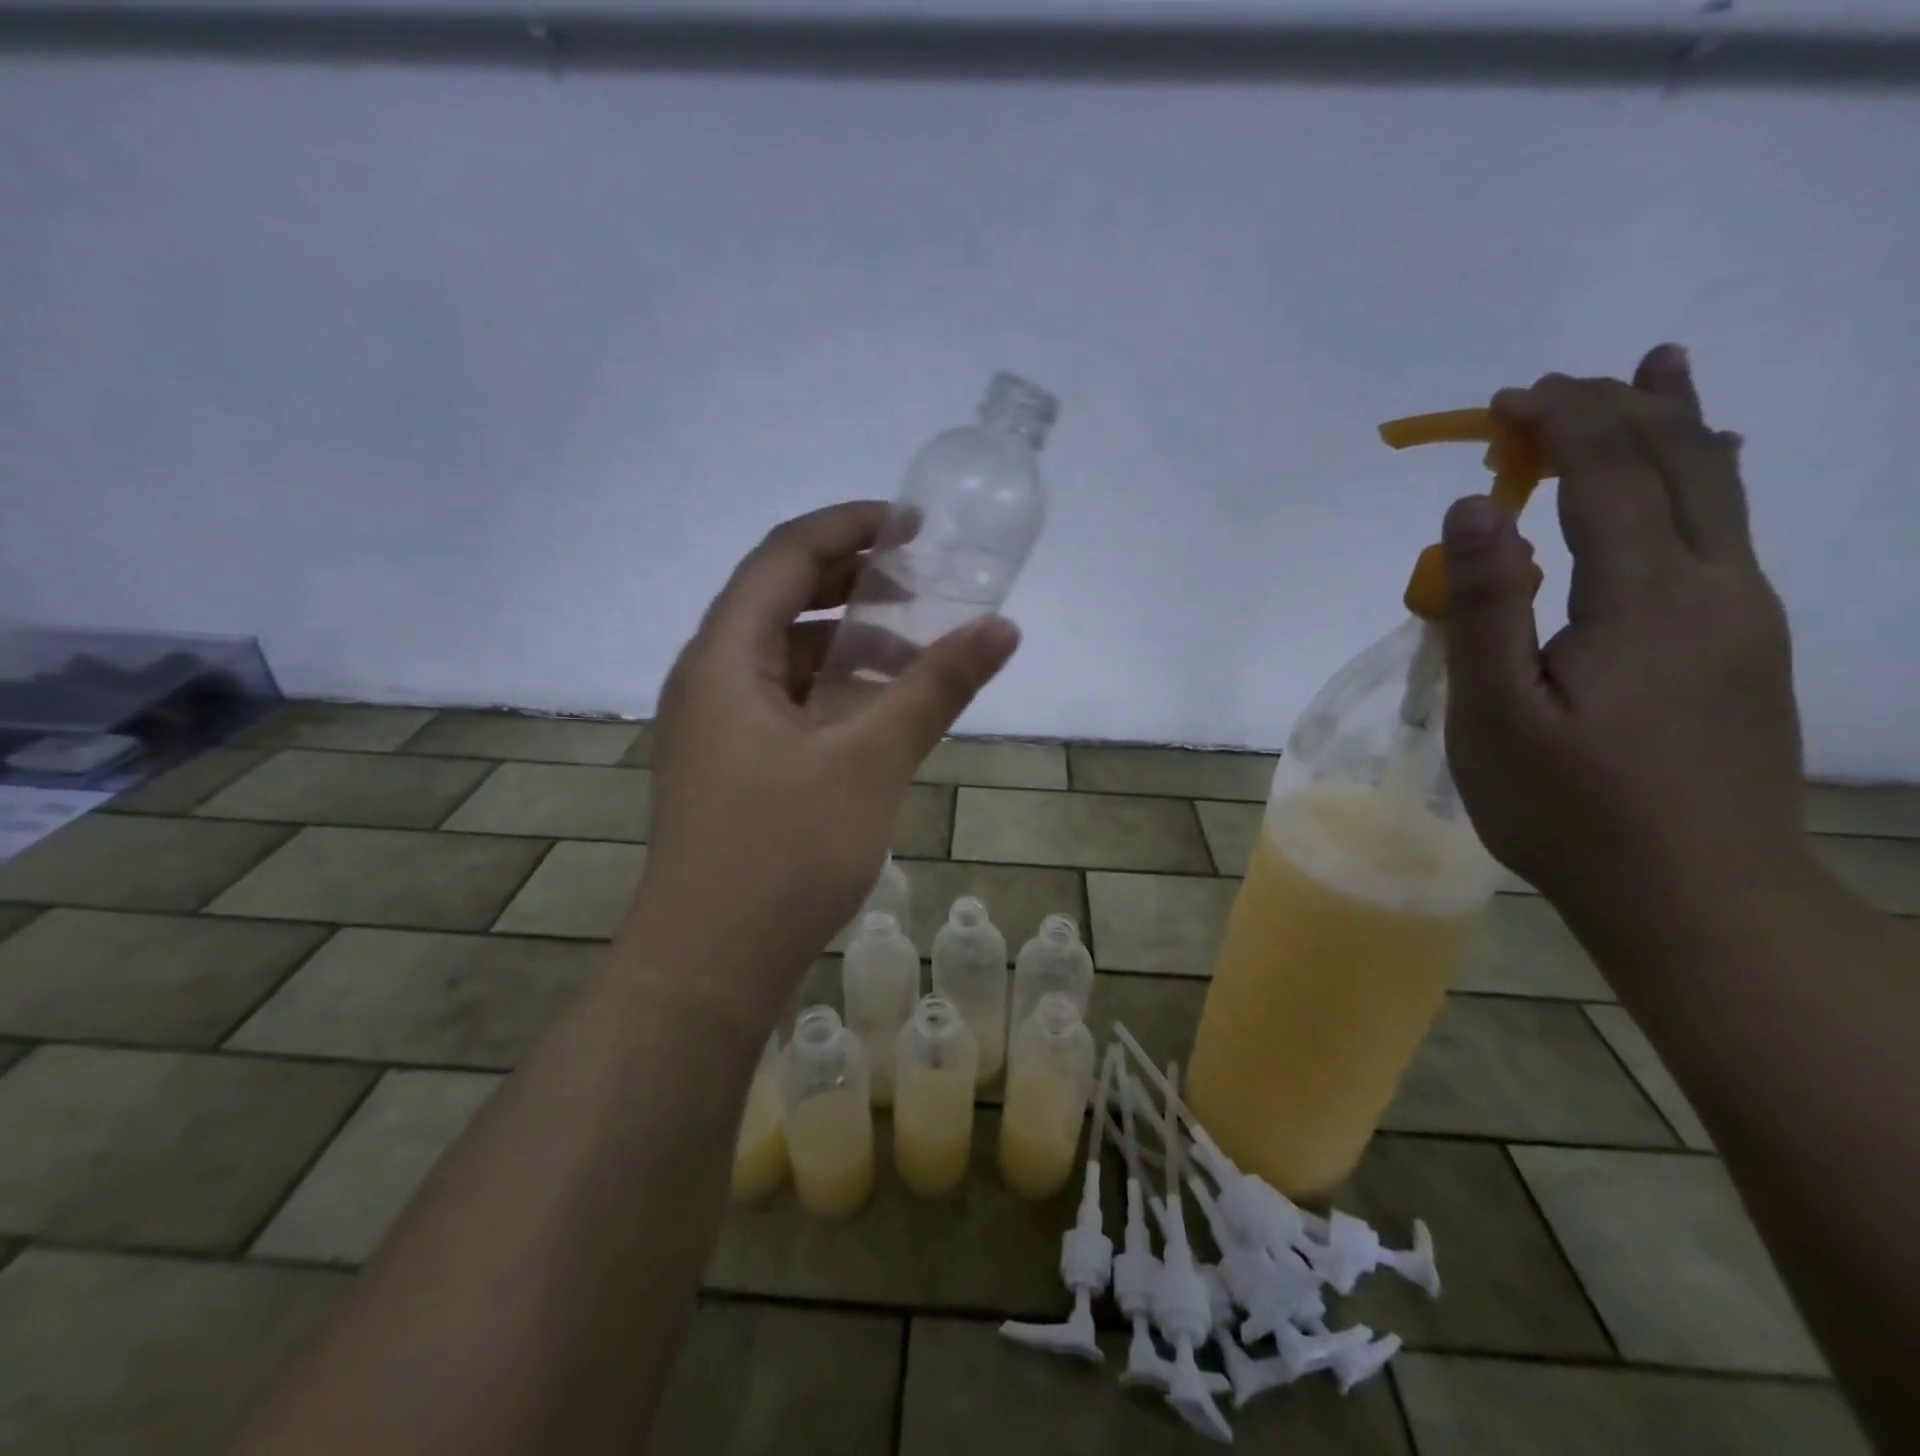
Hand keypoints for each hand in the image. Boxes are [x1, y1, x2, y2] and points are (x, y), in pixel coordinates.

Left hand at [624, 501, 1019, 1010]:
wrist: (708, 966)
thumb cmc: (782, 854)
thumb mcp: (870, 761)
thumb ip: (935, 687)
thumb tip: (1001, 627)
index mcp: (724, 656)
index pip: (784, 555)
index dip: (849, 526)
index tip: (915, 526)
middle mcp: (710, 678)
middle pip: (780, 598)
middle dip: (852, 579)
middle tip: (922, 579)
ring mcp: (718, 726)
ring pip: (785, 655)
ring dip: (846, 639)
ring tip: (915, 645)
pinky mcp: (734, 766)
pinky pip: (786, 701)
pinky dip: (834, 689)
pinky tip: (880, 709)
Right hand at [1439, 346, 1807, 930]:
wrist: (1697, 895)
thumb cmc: (1569, 809)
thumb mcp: (1496, 714)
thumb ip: (1486, 606)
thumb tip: (1469, 507)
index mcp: (1648, 598)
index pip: (1608, 474)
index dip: (1561, 423)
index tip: (1507, 398)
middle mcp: (1716, 586)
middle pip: (1679, 463)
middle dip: (1616, 409)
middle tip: (1555, 384)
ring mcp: (1744, 616)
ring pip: (1721, 490)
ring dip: (1678, 424)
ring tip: (1660, 369)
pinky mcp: (1747, 647)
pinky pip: (1729, 531)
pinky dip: (1703, 478)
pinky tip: (1699, 473)